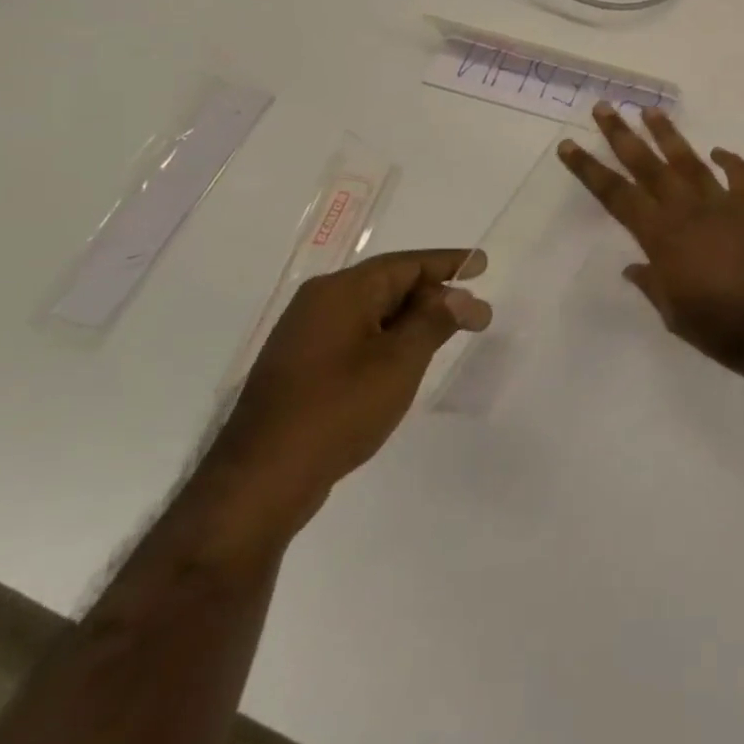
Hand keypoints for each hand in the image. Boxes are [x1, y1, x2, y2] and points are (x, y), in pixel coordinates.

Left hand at [203, 250, 490, 536]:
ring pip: (373, 312)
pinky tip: (407, 359)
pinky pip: (357, 335)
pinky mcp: (301, 367)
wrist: (262, 480)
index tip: (482, 265)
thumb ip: (434, 321)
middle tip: (475, 313)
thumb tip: (460, 295)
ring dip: (413, 320)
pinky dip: (389, 339)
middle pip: (389, 284)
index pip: (407, 264)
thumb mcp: (400, 361)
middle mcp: (319, 303)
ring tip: (449, 333)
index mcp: (341, 291)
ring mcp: (306, 336)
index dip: (448, 263)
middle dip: (435, 295)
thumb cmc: (338, 409)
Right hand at [558, 104, 743, 380]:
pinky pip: (742, 175)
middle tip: (604, 108)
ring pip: (690, 161)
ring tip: (650, 111)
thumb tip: (634, 267)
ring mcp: (724, 204)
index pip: (616, 196)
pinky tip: (718, 151)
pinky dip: (730, 161)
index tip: (569, 145)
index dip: (590, 170)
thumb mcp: (674, 315)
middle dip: (622, 136)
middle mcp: (688, 211)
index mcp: (662, 237)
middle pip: (648, 166)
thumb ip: (653, 285)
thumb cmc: (721, 328)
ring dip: (668, 135)